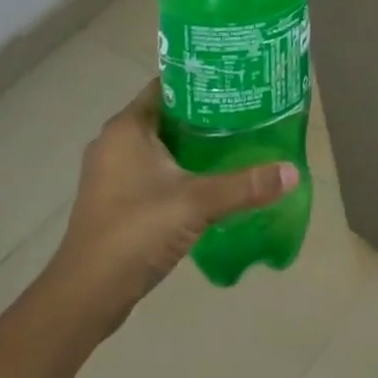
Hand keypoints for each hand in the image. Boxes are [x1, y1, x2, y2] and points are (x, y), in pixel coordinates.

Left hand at [39, 79, 295, 342]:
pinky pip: (153, 169)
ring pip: (160, 144)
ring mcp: (111, 173)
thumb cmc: (135, 231)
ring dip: (192, 143)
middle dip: (204, 112)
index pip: (167, 85)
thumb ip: (246, 185)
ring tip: (235, 139)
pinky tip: (209, 177)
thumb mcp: (197, 203)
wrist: (85, 297)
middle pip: (167, 114)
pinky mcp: (115, 200)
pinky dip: (179, 167)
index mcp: (127, 127)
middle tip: (245, 110)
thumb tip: (293, 172)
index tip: (237, 80)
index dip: (201, 80)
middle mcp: (114, 142)